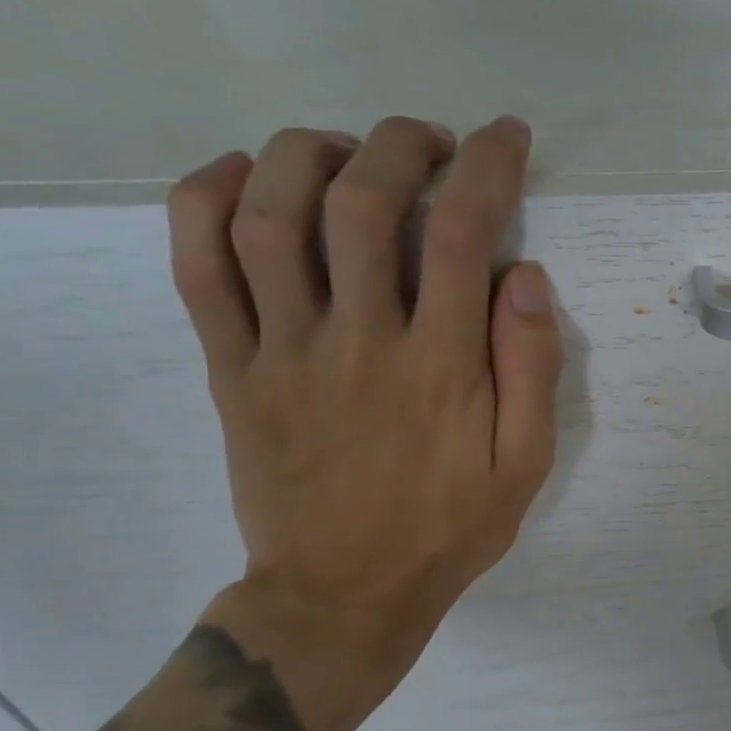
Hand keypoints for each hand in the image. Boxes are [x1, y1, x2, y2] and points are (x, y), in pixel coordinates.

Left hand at [165, 115, 563, 730]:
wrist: (342, 593)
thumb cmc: (450, 527)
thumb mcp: (526, 462)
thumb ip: (533, 367)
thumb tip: (529, 276)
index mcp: (442, 364)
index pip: (464, 233)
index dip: (488, 167)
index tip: (505, 137)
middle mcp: (359, 339)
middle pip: (363, 203)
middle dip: (401, 144)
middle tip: (431, 139)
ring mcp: (282, 349)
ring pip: (269, 216)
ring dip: (308, 154)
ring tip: (347, 149)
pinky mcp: (230, 367)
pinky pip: (197, 268)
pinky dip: (206, 201)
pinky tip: (242, 174)